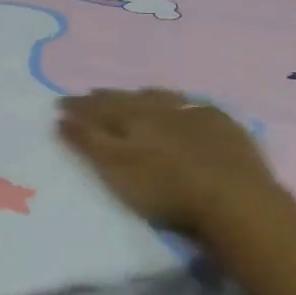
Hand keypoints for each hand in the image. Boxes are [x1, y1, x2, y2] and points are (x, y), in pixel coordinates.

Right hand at [57, 88, 276, 233]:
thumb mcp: (116, 169)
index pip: (98, 108)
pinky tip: (183, 108)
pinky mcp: (224, 126)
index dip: (78, 107)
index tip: (59, 104)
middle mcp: (161, 109)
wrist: (235, 200)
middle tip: (90, 93)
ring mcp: (196, 114)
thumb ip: (88, 142)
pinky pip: (194, 106)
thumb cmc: (167, 190)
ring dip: (142, 96)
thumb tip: (60, 118)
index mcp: (132, 118)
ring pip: (161, 97)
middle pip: (127, 98)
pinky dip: (180, 104)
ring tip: (132, 95)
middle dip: (106, 97)